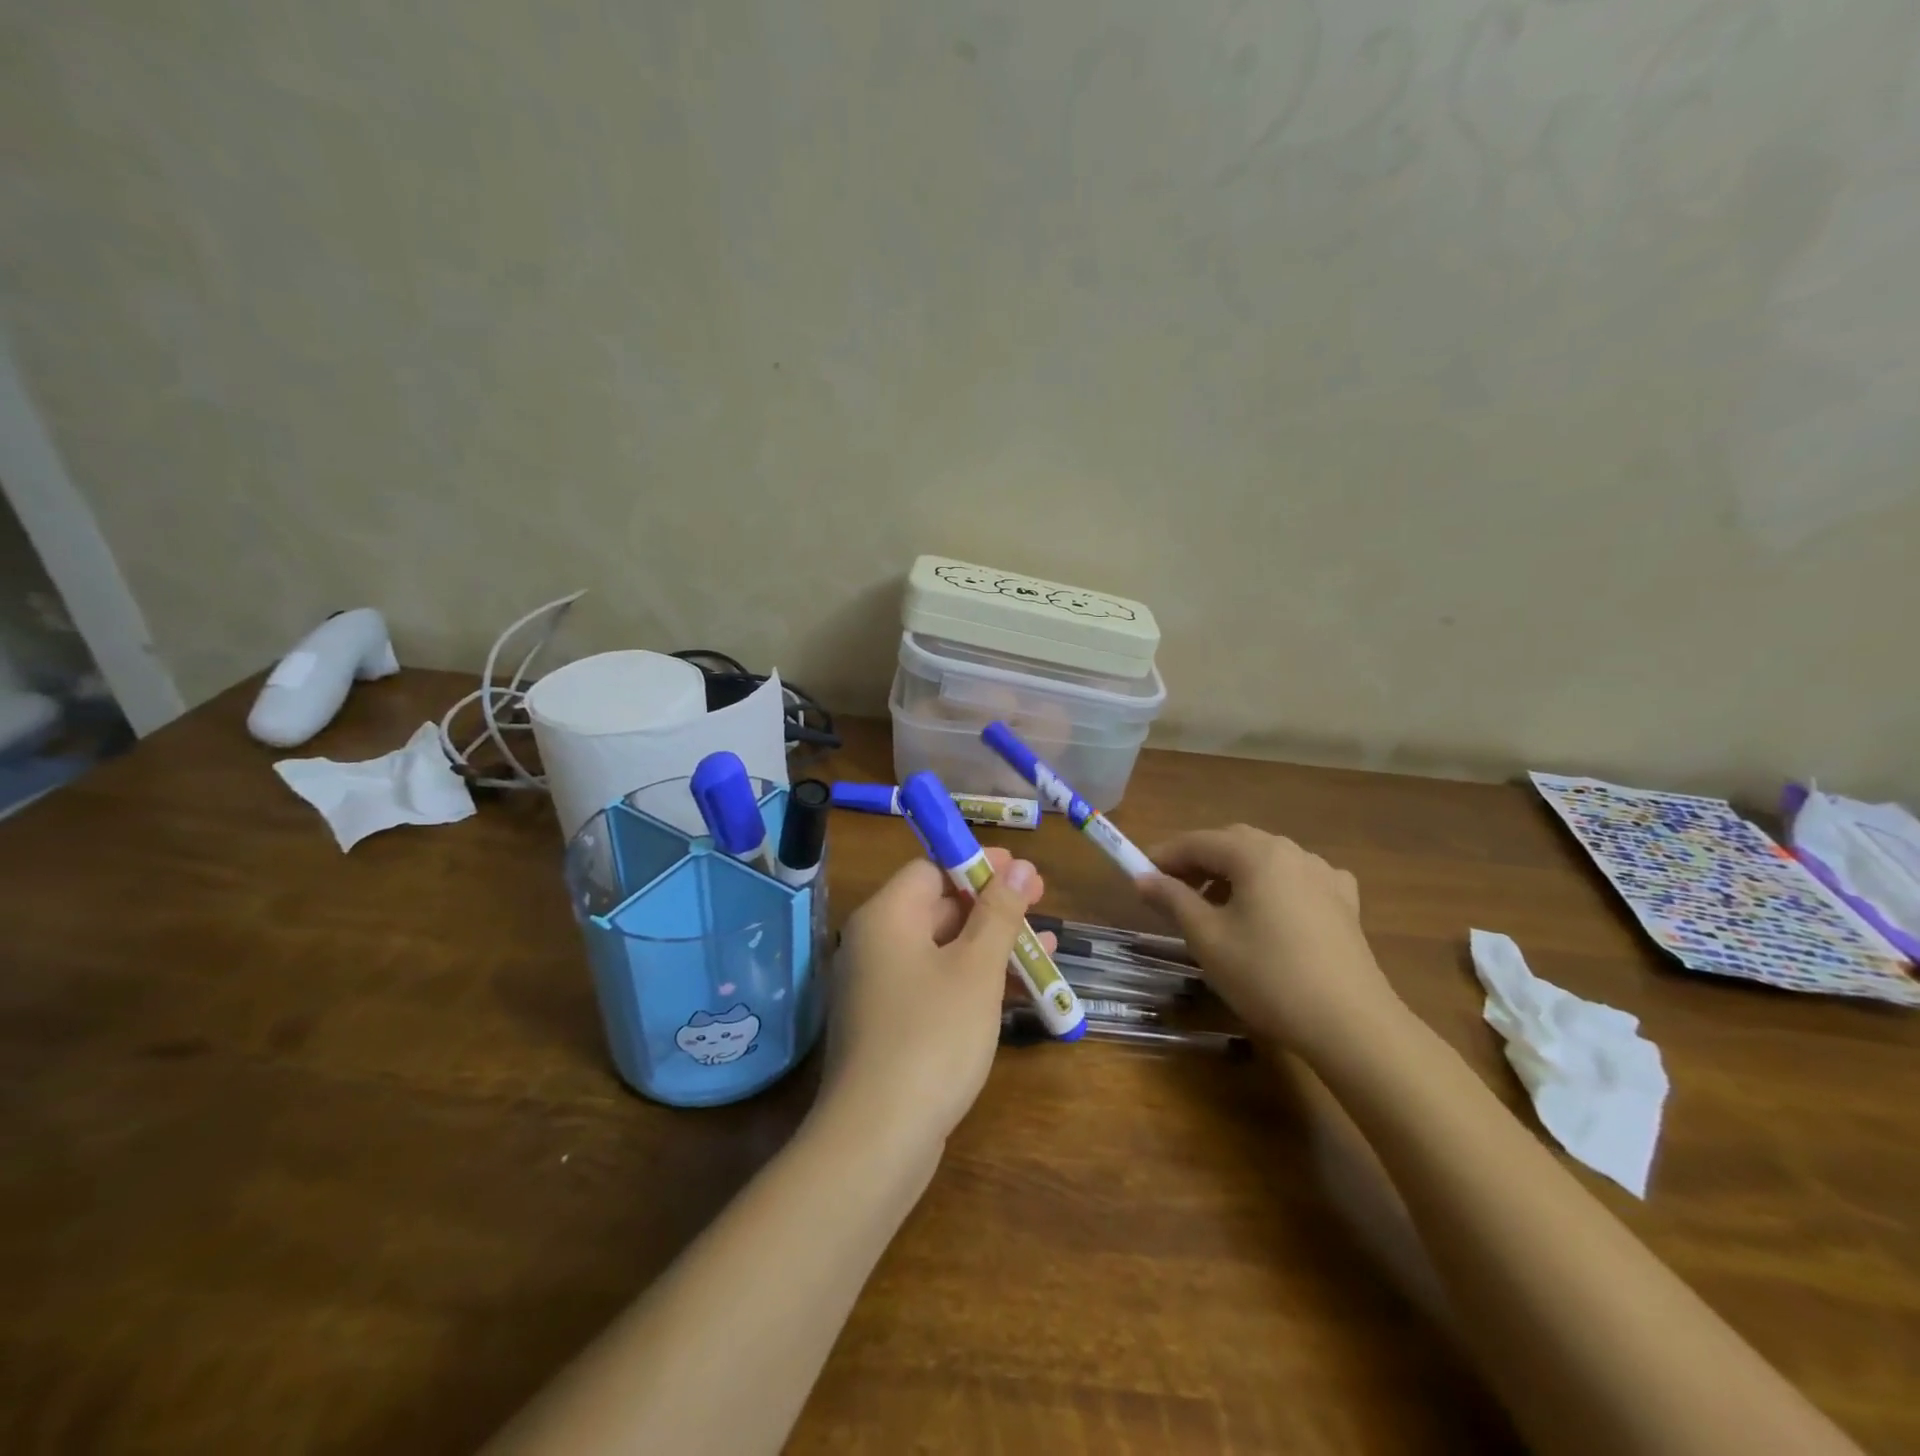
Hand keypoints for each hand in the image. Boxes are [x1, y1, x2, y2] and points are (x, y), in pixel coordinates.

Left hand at [820, 848, 1050, 1157]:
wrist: (878, 1137)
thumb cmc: (932, 1035)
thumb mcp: (976, 968)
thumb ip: (1000, 913)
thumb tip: (1020, 866)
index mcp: (887, 916)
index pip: (931, 868)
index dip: (979, 865)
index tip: (1023, 872)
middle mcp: (876, 943)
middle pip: (938, 906)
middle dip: (993, 906)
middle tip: (1041, 904)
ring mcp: (880, 986)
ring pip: (943, 948)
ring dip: (992, 945)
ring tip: (1047, 946)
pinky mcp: (890, 1024)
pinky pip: (936, 983)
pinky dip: (974, 979)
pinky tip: (1020, 990)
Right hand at [1137, 826, 1402, 1060]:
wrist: (1350, 1025)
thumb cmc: (1267, 976)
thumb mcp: (1207, 938)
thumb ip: (1173, 900)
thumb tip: (1143, 878)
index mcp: (1256, 854)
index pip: (1198, 841)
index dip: (1164, 855)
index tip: (1140, 874)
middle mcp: (1291, 852)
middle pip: (1233, 843)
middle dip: (1199, 861)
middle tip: (1172, 889)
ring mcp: (1323, 875)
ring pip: (1266, 859)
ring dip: (1234, 873)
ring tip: (1215, 906)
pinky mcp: (1344, 903)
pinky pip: (1298, 879)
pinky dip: (1273, 886)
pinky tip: (1271, 910)